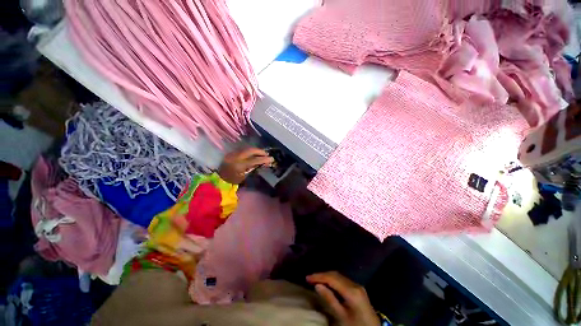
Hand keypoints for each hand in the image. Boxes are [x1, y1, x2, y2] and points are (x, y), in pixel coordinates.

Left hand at [218, 148, 273, 183]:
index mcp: (239, 165)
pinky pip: (243, 149)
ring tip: (262, 153)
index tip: (272, 159)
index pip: (255, 160)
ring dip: (255, 150)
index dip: (264, 159)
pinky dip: (250, 151)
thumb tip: (263, 164)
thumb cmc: (232, 181)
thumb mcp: (244, 177)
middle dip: (260, 151)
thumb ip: (253, 169)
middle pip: (251, 150)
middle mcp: (236, 157)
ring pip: (247, 148)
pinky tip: (254, 154)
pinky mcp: (231, 153)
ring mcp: (233, 154)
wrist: (218, 180)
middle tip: (267, 154)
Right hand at [307, 271, 379, 325]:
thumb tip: (317, 285)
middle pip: (335, 275)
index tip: (307, 277)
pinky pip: (343, 280)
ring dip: (327, 276)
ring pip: (339, 276)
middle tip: (310, 278)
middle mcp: (355, 284)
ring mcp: (357, 286)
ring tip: (316, 280)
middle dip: (322, 275)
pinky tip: (327, 283)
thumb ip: (330, 299)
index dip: (319, 276)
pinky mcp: (358, 289)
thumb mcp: (341, 316)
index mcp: (351, 291)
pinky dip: (333, 280)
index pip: (332, 278)